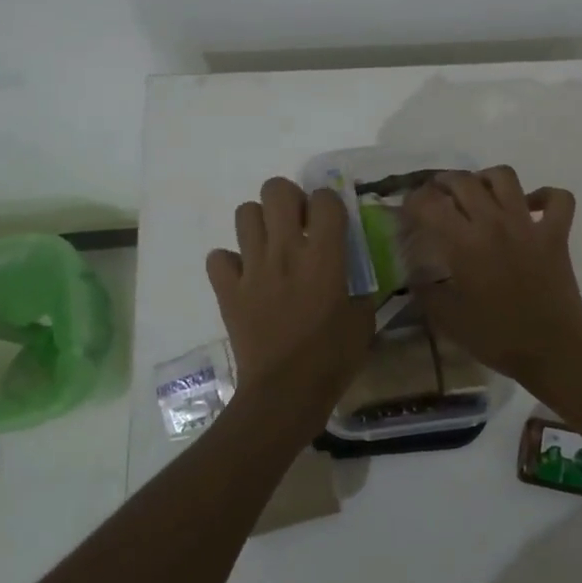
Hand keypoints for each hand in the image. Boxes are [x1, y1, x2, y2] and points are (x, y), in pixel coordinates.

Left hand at [206, 178, 374, 425]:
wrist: (285, 393)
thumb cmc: (333, 358)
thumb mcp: (363, 319)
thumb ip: (359, 287)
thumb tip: (354, 275)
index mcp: (323, 255)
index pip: (324, 198)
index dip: (329, 203)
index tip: (332, 222)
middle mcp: (285, 250)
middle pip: (276, 190)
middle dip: (289, 199)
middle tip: (298, 224)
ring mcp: (252, 268)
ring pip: (244, 213)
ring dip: (259, 224)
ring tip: (271, 246)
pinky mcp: (228, 289)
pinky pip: (218, 257)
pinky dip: (230, 262)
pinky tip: (245, 277)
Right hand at [401, 166, 581, 392]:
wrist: (552, 350)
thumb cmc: (496, 337)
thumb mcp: (447, 319)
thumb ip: (426, 290)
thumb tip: (414, 272)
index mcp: (464, 243)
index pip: (429, 205)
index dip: (412, 202)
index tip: (407, 211)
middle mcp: (494, 223)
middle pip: (463, 181)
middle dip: (442, 182)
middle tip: (436, 196)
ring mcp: (528, 224)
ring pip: (505, 177)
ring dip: (486, 178)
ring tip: (478, 193)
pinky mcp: (557, 233)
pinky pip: (557, 198)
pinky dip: (544, 196)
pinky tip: (531, 207)